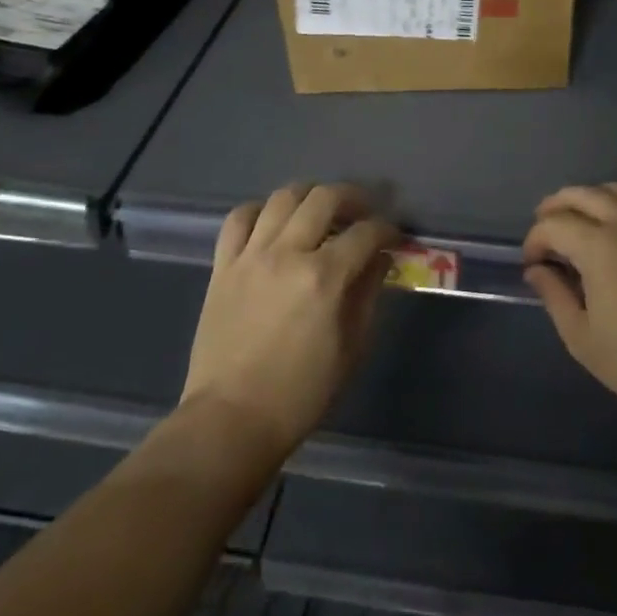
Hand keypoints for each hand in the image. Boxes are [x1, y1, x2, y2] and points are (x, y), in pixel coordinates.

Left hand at [181, 183, 399, 460]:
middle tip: (362, 212)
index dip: (387, 229)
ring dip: (308, 196)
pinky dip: (259, 211)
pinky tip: (272, 222)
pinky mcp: (223, 266)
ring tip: (319, 210)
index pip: (366, 233)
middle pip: (325, 198)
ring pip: (282, 198)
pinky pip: (238, 219)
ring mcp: (251, 256)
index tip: (393, 237)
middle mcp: (288, 253)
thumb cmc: (301, 393)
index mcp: (324, 277)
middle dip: (353, 197)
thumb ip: (368, 294)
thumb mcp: (351, 348)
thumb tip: (380, 259)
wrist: (231, 419)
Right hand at [523, 184, 616, 428]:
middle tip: (545, 229)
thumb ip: (554, 297)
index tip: (531, 263)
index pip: (553, 225)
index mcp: (597, 247)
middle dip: (555, 207)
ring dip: (593, 197)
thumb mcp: (583, 339)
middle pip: (582, 195)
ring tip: (582, 218)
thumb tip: (536, 270)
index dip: (535, 240)